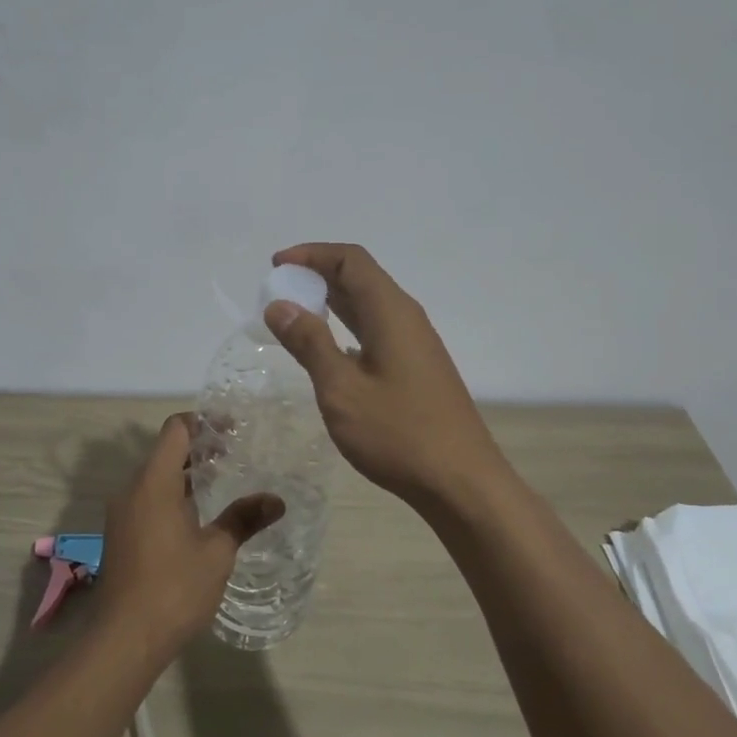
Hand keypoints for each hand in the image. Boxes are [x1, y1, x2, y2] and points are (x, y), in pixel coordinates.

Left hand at [92, 414, 283, 657]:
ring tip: (222, 483)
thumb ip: (244, 519)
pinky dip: (173, 495)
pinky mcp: (121, 535)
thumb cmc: (173, 588)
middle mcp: (132, 490)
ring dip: (186, 474)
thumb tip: (277, 500)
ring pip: (156, 477)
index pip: (176, 430)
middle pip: (165, 451)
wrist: (124, 639)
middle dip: (199, 448)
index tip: (233, 430)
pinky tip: (198, 517)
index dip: (204, 422)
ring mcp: (122, 513)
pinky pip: (148, 499)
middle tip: (236, 454)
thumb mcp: (216, 552)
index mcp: (154, 482)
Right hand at [264, 243, 509, 508]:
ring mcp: (415, 343)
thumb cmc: (398, 433)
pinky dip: (346, 327)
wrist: (461, 482)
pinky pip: (376, 330)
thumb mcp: (342, 389)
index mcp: (390, 312)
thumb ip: (309, 343)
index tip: (276, 265)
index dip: (312, 254)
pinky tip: (328, 351)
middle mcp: (406, 318)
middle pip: (360, 277)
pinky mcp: (417, 367)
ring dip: (331, 302)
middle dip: (317, 275)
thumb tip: (279, 305)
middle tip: (278, 292)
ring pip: (368, 305)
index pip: (350, 259)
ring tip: (294, 315)